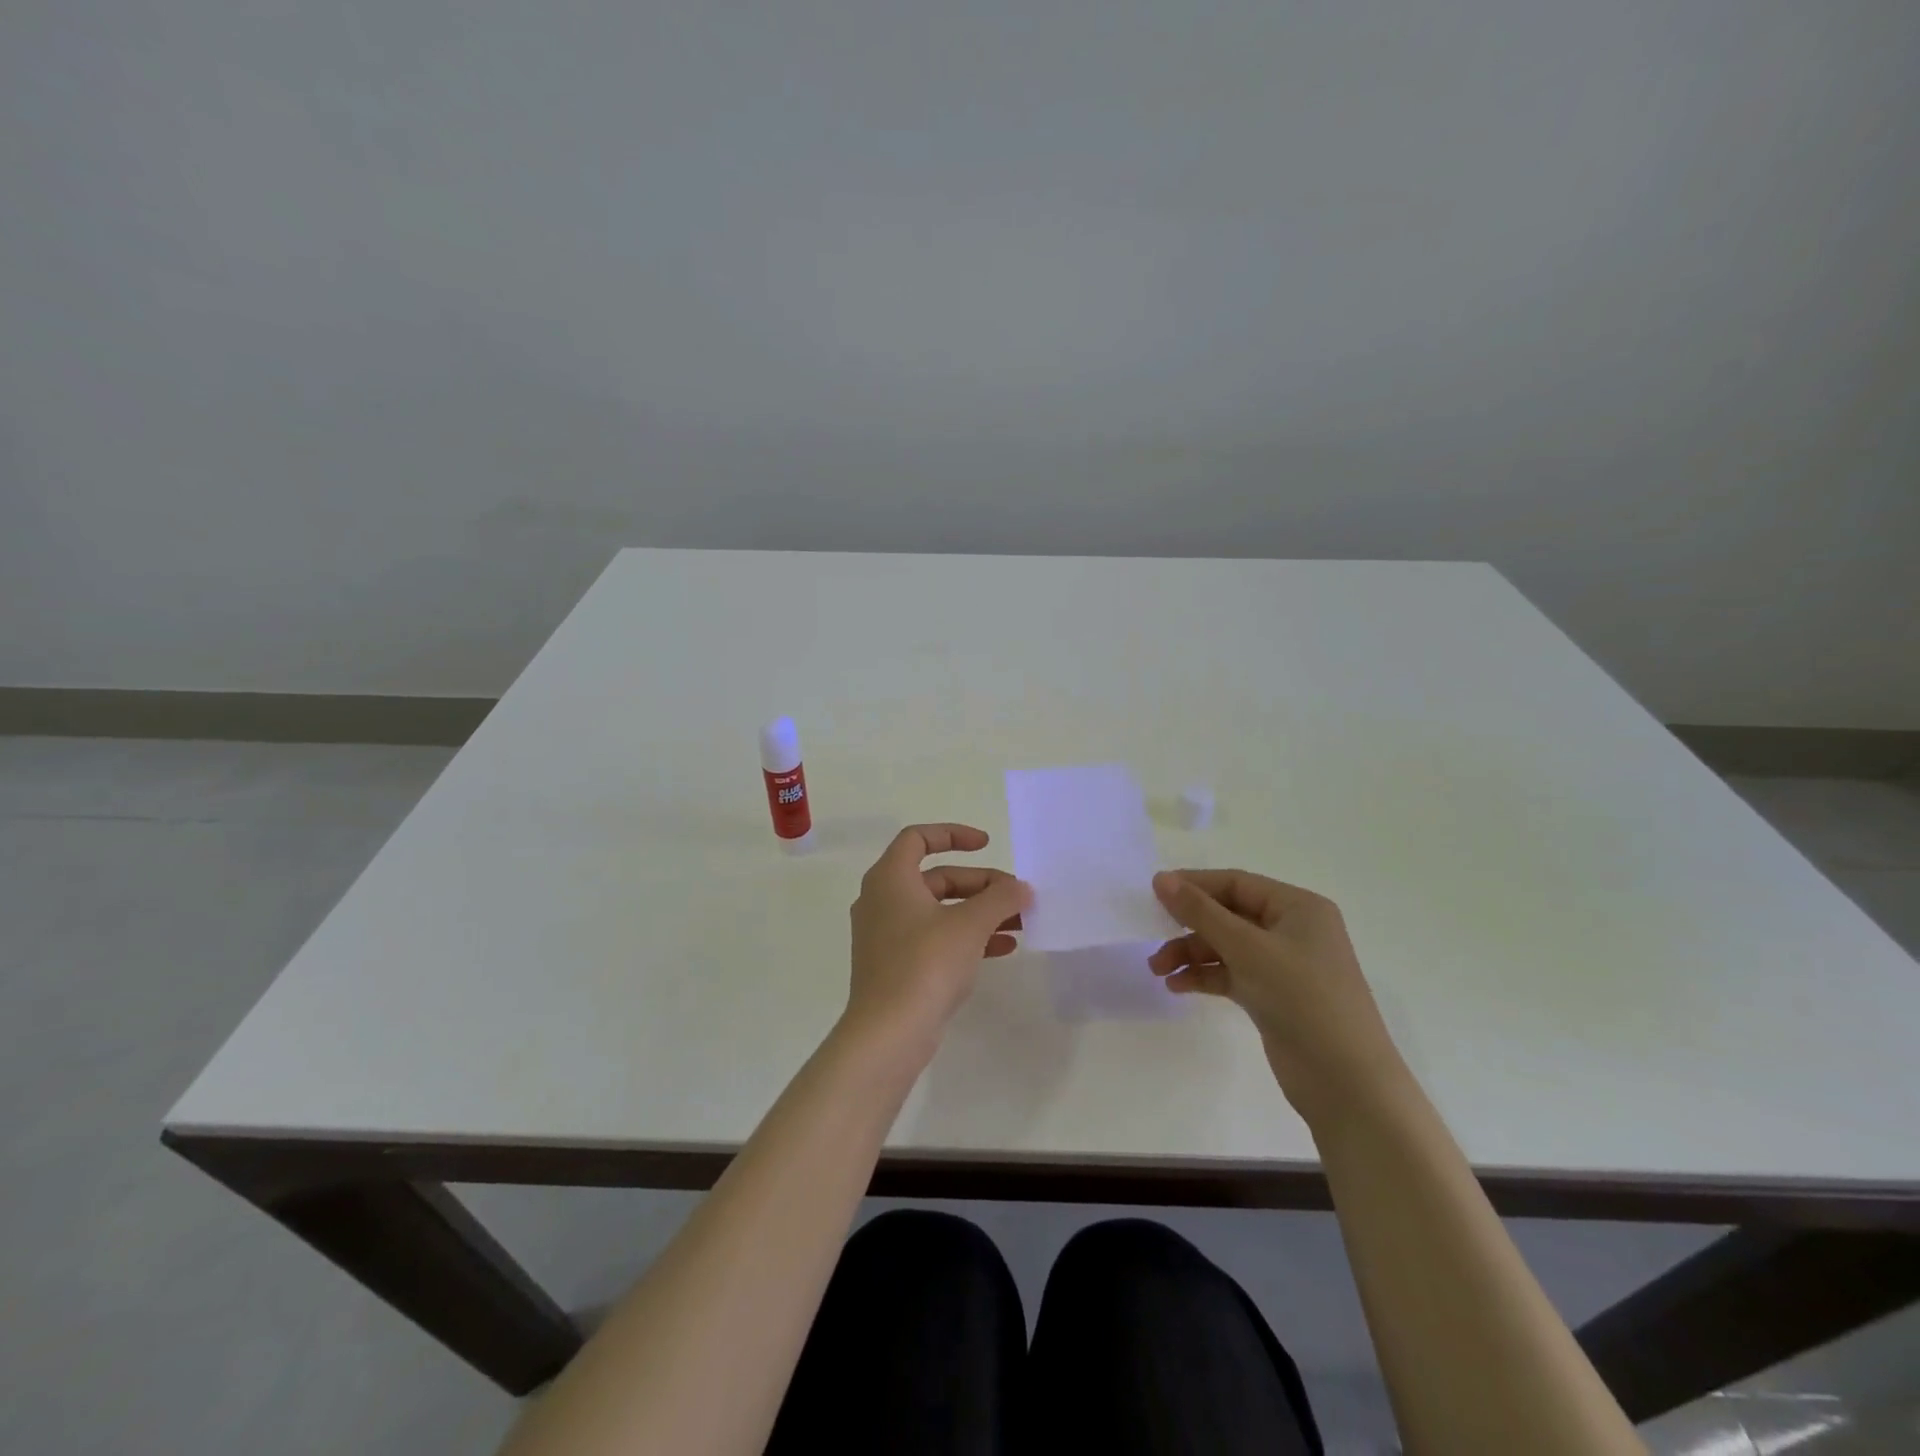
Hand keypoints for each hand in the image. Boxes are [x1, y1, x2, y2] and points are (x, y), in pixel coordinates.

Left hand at [844, 824, 1030, 1063]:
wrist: (889, 1033)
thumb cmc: (925, 964)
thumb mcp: (970, 924)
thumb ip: (1000, 899)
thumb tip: (1021, 889)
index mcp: (890, 878)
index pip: (918, 838)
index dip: (953, 834)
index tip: (987, 845)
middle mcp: (883, 900)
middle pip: (937, 877)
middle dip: (980, 884)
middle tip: (1016, 897)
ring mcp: (887, 935)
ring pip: (940, 910)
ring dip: (980, 912)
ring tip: (1020, 924)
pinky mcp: (897, 965)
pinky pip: (936, 938)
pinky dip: (967, 937)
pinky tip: (1004, 948)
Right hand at [1149, 869, 1408, 1125]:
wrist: (1346, 1082)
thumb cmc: (1302, 998)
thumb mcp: (1247, 948)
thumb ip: (1201, 912)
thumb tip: (1160, 878)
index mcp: (1298, 907)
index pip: (1236, 884)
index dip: (1194, 885)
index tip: (1153, 893)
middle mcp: (1293, 930)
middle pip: (1228, 915)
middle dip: (1189, 927)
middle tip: (1151, 937)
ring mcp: (1284, 966)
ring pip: (1226, 947)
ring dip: (1191, 955)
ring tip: (1158, 970)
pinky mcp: (1274, 996)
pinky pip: (1231, 974)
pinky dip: (1205, 977)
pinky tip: (1177, 986)